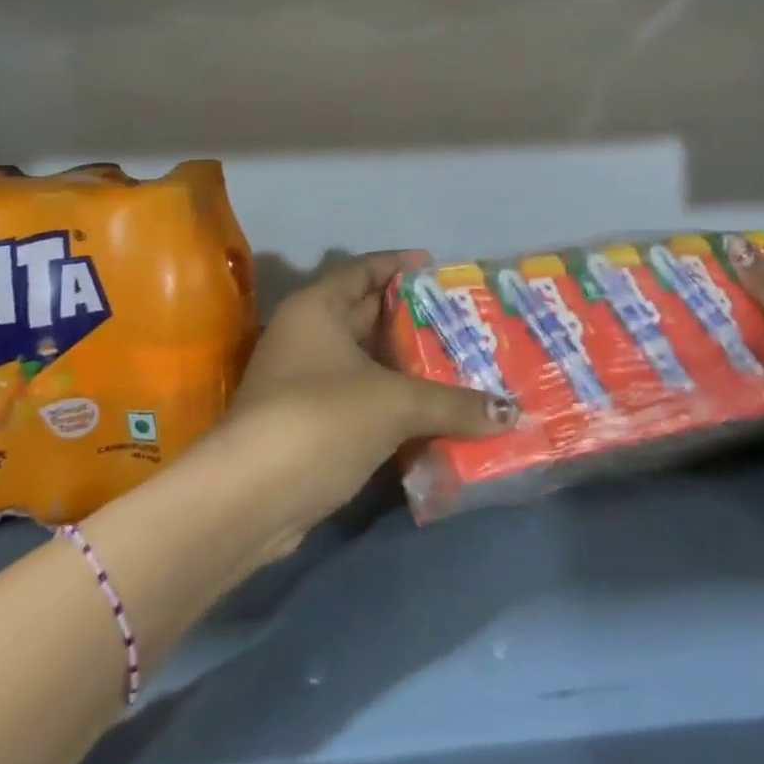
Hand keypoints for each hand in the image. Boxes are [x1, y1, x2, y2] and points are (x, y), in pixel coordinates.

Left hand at [210, 253, 514, 554]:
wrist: (251, 498)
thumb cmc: (321, 419)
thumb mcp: (394, 403)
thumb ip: (454, 404)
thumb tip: (512, 414)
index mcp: (317, 308)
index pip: (363, 269)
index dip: (400, 265)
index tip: (439, 268)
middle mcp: (306, 336)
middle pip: (365, 315)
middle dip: (411, 319)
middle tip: (461, 321)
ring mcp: (302, 381)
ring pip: (364, 362)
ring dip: (404, 366)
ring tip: (457, 364)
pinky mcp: (307, 424)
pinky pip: (359, 399)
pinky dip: (391, 401)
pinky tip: (430, 412)